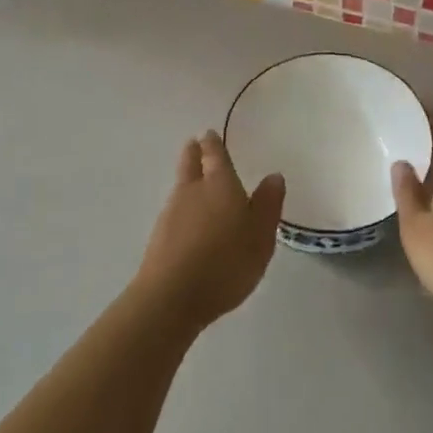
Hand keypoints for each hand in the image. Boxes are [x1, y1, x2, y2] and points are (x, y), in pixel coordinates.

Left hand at [135, 132, 284, 330]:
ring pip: (180, 186)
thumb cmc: (225, 262)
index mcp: (219, 183)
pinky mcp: (159, 238)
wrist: (171, 298)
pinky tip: (188, 221)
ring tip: (194, 180)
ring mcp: (171, 213)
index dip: (213, 143)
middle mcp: (192, 190)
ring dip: (186, 179)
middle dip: (193, 152)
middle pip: (190, 163)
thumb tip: (274, 175)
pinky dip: (181, 208)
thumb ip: (268, 204)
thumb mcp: (260, 235)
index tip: (209, 134)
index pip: (215, 154)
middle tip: (194, 144)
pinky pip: (174, 212)